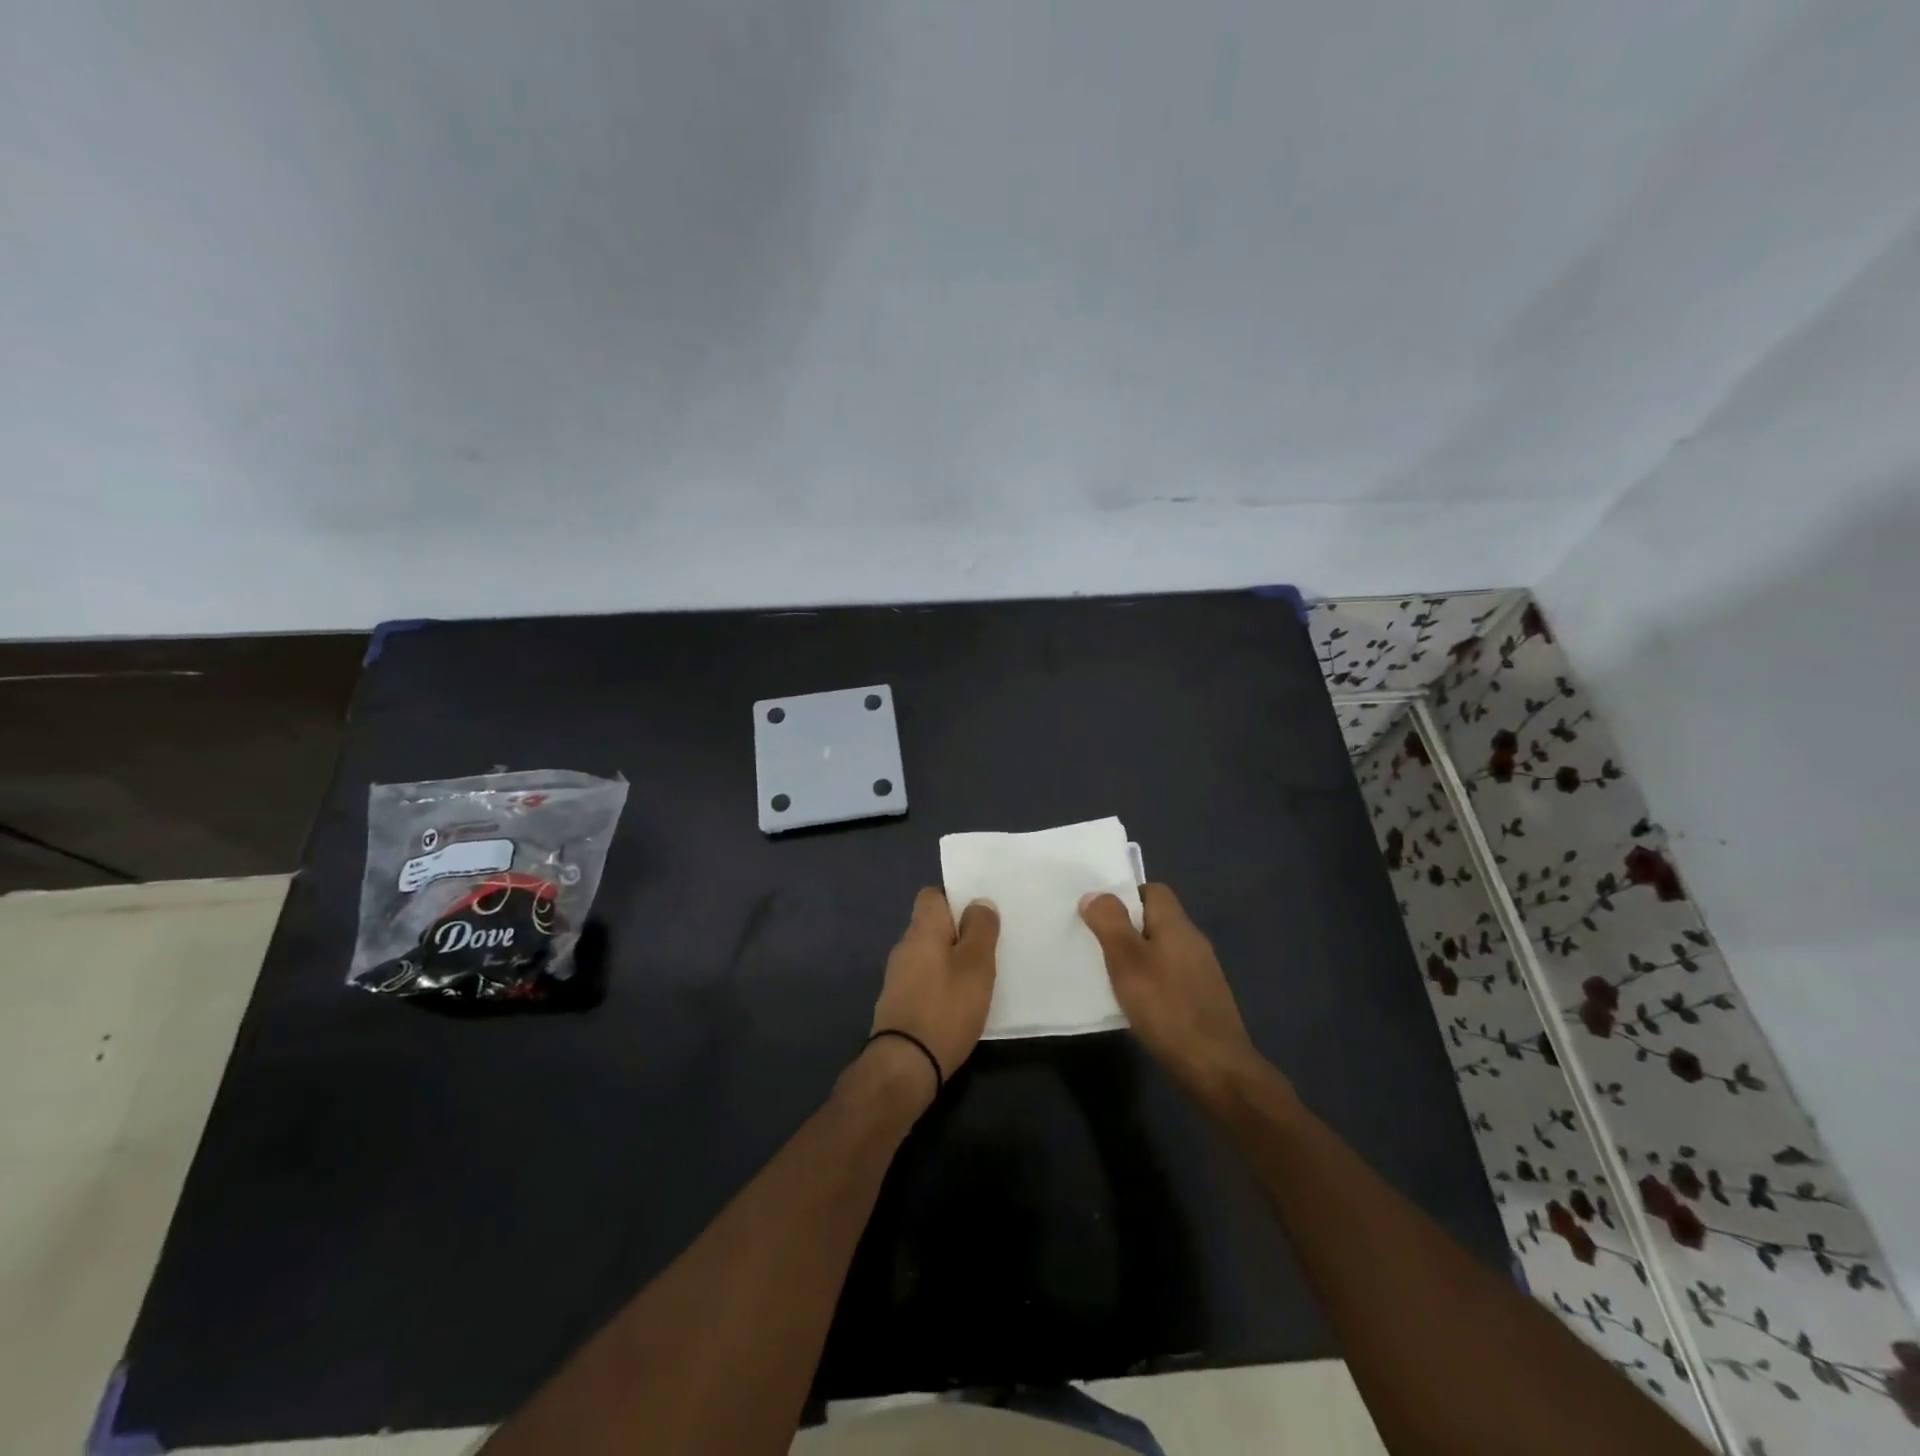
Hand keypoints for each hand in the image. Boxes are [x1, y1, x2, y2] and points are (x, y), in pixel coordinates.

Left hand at [869, 888, 999, 1094]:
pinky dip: (942, 982)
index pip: (932, 895)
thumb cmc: (946, 1007)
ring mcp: (898, 976)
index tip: (980, 912)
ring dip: (951, 959)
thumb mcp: (976, 965)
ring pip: (929, 954)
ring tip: (980, 974)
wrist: (905, 1064)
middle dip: (958, 931)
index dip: (955, 897)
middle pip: (932, 925)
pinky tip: (960, 1000)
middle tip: (989, 944)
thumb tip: (979, 902)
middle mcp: (904, 947)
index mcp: (922, 929)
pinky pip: (924, 978)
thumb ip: (980, 929)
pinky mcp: (899, 1003)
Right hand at [1080, 883, 1280, 1107]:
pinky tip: (1137, 1004)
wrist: (1216, 1068)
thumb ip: (1109, 923)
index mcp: (1177, 925)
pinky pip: (1171, 977)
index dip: (1126, 896)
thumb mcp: (1127, 960)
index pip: (1154, 891)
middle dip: (1127, 929)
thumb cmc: (1166, 1007)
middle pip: (1157, 920)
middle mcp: (1194, 942)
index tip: (1101, 917)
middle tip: (1098, 947)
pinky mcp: (1204, 1000)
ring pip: (1163, 950)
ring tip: (1112, 976)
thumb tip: (1095, 895)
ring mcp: (1202, 973)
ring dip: (1138, 958)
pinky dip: (1152, 982)